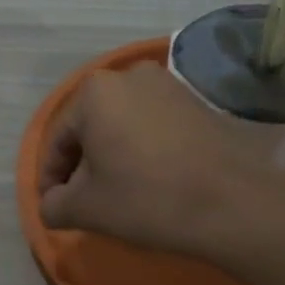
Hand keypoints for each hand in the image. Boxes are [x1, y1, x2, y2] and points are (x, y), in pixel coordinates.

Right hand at [38, 62, 284, 260]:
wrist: (234, 204)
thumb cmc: (146, 198)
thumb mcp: (86, 208)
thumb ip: (54, 204)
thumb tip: (51, 205)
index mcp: (93, 92)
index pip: (58, 140)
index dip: (50, 178)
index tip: (55, 206)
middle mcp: (128, 76)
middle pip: (91, 128)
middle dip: (84, 165)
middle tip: (85, 201)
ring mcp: (168, 85)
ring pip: (122, 125)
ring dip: (113, 156)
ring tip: (118, 193)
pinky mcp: (197, 102)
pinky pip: (153, 125)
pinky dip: (143, 150)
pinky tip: (150, 181)